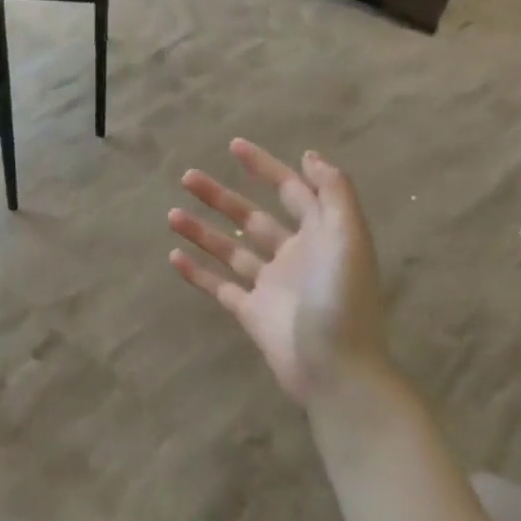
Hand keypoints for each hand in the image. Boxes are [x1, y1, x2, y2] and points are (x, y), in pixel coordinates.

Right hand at [167, 139, 387, 404]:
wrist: (339, 374)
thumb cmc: (343, 301)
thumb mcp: (349, 239)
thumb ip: (334, 194)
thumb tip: (310, 156)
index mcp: (320, 236)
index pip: (291, 191)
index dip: (265, 167)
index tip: (234, 146)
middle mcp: (294, 255)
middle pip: (252, 217)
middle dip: (221, 196)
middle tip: (188, 177)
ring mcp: (272, 286)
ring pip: (231, 249)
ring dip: (203, 230)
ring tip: (172, 215)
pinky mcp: (253, 314)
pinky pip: (221, 287)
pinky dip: (198, 273)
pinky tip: (174, 257)